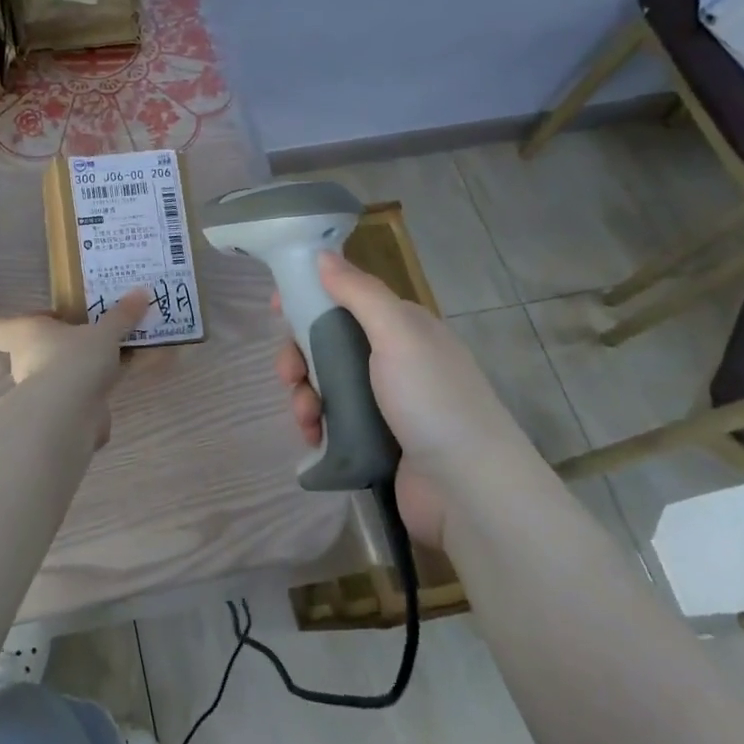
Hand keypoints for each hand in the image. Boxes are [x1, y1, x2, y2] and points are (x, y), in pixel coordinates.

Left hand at [0, 289, 151, 447]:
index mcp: (26, 334)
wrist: (69, 414)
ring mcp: (37, 394)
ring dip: (76, 375)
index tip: (54, 319)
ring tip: (110, 366)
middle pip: (32, 353)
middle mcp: (24, 363)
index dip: (22, 322)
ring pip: (54, 378)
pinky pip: (70, 403)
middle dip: (60, 349)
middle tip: (91, 341)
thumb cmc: (75, 358)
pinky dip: (89, 402)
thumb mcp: (105, 332)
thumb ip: (121, 315)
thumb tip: (142, 292)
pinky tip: (114, 395)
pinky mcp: (54, 417)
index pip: (1, 329)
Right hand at [275, 252, 529, 546]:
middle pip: (327, 342)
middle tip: (289, 375)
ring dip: (304, 394)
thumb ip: (359, 292)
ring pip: (324, 383)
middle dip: (299, 356)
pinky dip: (315, 423)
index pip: (345, 298)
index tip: (276, 308)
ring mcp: (383, 402)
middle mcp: (392, 358)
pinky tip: (312, 436)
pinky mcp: (373, 439)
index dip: (308, 298)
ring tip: (306, 416)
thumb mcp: (397, 334)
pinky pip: (331, 419)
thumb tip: (322, 255)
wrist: (467, 488)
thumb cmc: (431, 399)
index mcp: (401, 327)